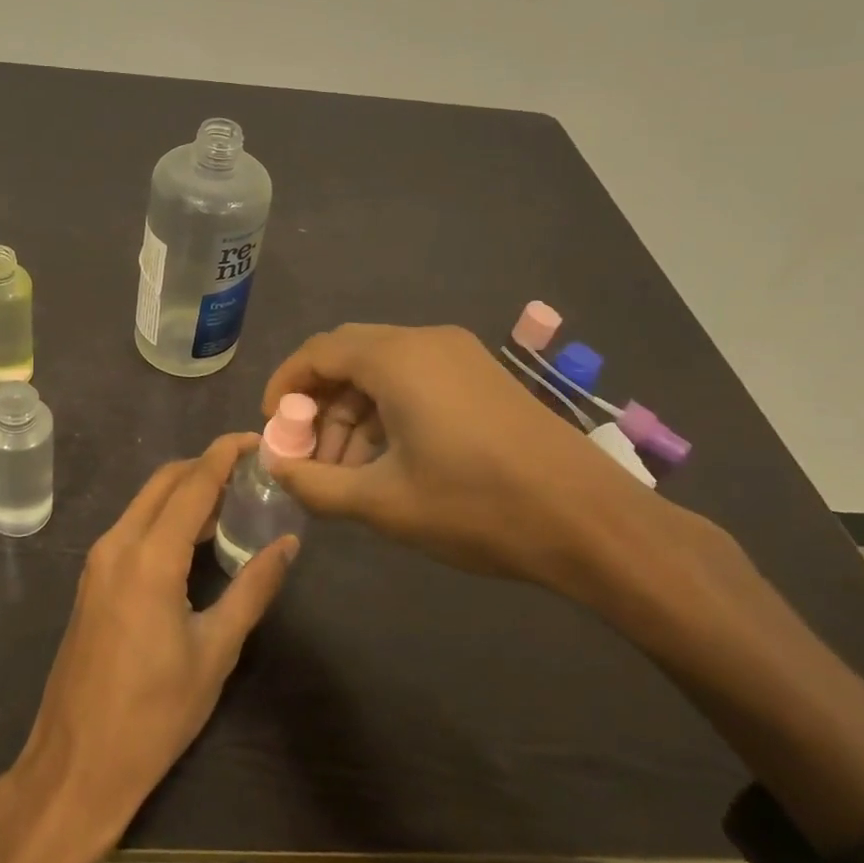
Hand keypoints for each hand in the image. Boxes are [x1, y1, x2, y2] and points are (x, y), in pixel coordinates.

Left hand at [0, 433, 299, 862]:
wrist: (76, 764)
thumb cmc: (154, 715)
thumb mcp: (215, 652)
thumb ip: (253, 589)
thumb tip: (288, 544)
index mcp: (149, 557)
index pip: (193, 483)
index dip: (225, 454)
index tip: (257, 440)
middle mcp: (117, 544)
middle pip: (165, 481)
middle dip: (206, 466)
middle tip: (251, 473)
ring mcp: (98, 561)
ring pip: (146, 502)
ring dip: (185, 491)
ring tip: (233, 502)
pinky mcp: (92, 580)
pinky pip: (133, 527)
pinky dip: (165, 517)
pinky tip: (195, 539)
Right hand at [261, 323, 657, 592]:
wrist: (591, 521)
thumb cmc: (477, 506)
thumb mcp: (384, 502)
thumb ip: (316, 484)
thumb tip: (275, 468)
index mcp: (396, 358)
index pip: (317, 352)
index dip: (284, 386)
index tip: (272, 428)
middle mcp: (425, 341)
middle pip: (348, 357)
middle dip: (319, 405)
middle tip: (309, 455)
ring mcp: (460, 355)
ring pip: (383, 371)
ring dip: (354, 414)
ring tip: (347, 472)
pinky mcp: (483, 376)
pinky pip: (416, 380)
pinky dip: (388, 412)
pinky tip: (389, 461)